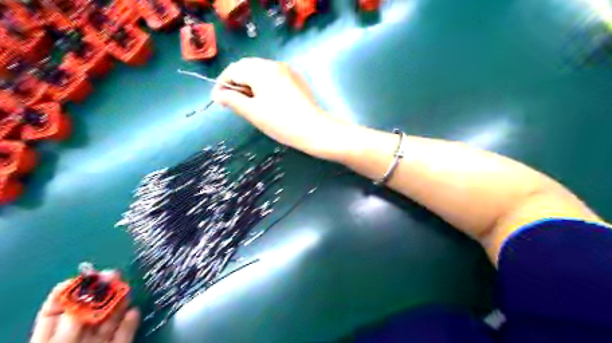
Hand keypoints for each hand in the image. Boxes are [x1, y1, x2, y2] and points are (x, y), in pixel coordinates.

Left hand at [29, 281, 138, 342]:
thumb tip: (89, 293)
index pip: (58, 308)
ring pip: (109, 320)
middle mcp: (74, 339)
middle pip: (89, 310)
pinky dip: (130, 323)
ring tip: (126, 290)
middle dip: (102, 291)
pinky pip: (124, 334)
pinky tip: (134, 312)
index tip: (88, 274)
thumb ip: (72, 320)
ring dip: (120, 303)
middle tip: (114, 275)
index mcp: (50, 338)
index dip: (72, 289)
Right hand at [212, 57, 350, 160]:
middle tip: (233, 102)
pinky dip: (264, 85)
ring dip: (250, 83)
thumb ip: (232, 100)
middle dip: (237, 83)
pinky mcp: (296, 79)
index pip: (233, 70)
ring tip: (249, 103)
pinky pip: (274, 77)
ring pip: (261, 72)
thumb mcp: (253, 112)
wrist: (314, 130)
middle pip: (247, 67)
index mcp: (261, 69)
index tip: (218, 100)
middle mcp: (274, 64)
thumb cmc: (281, 122)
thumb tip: (217, 95)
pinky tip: (266, 100)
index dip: (223, 84)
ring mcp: (287, 70)